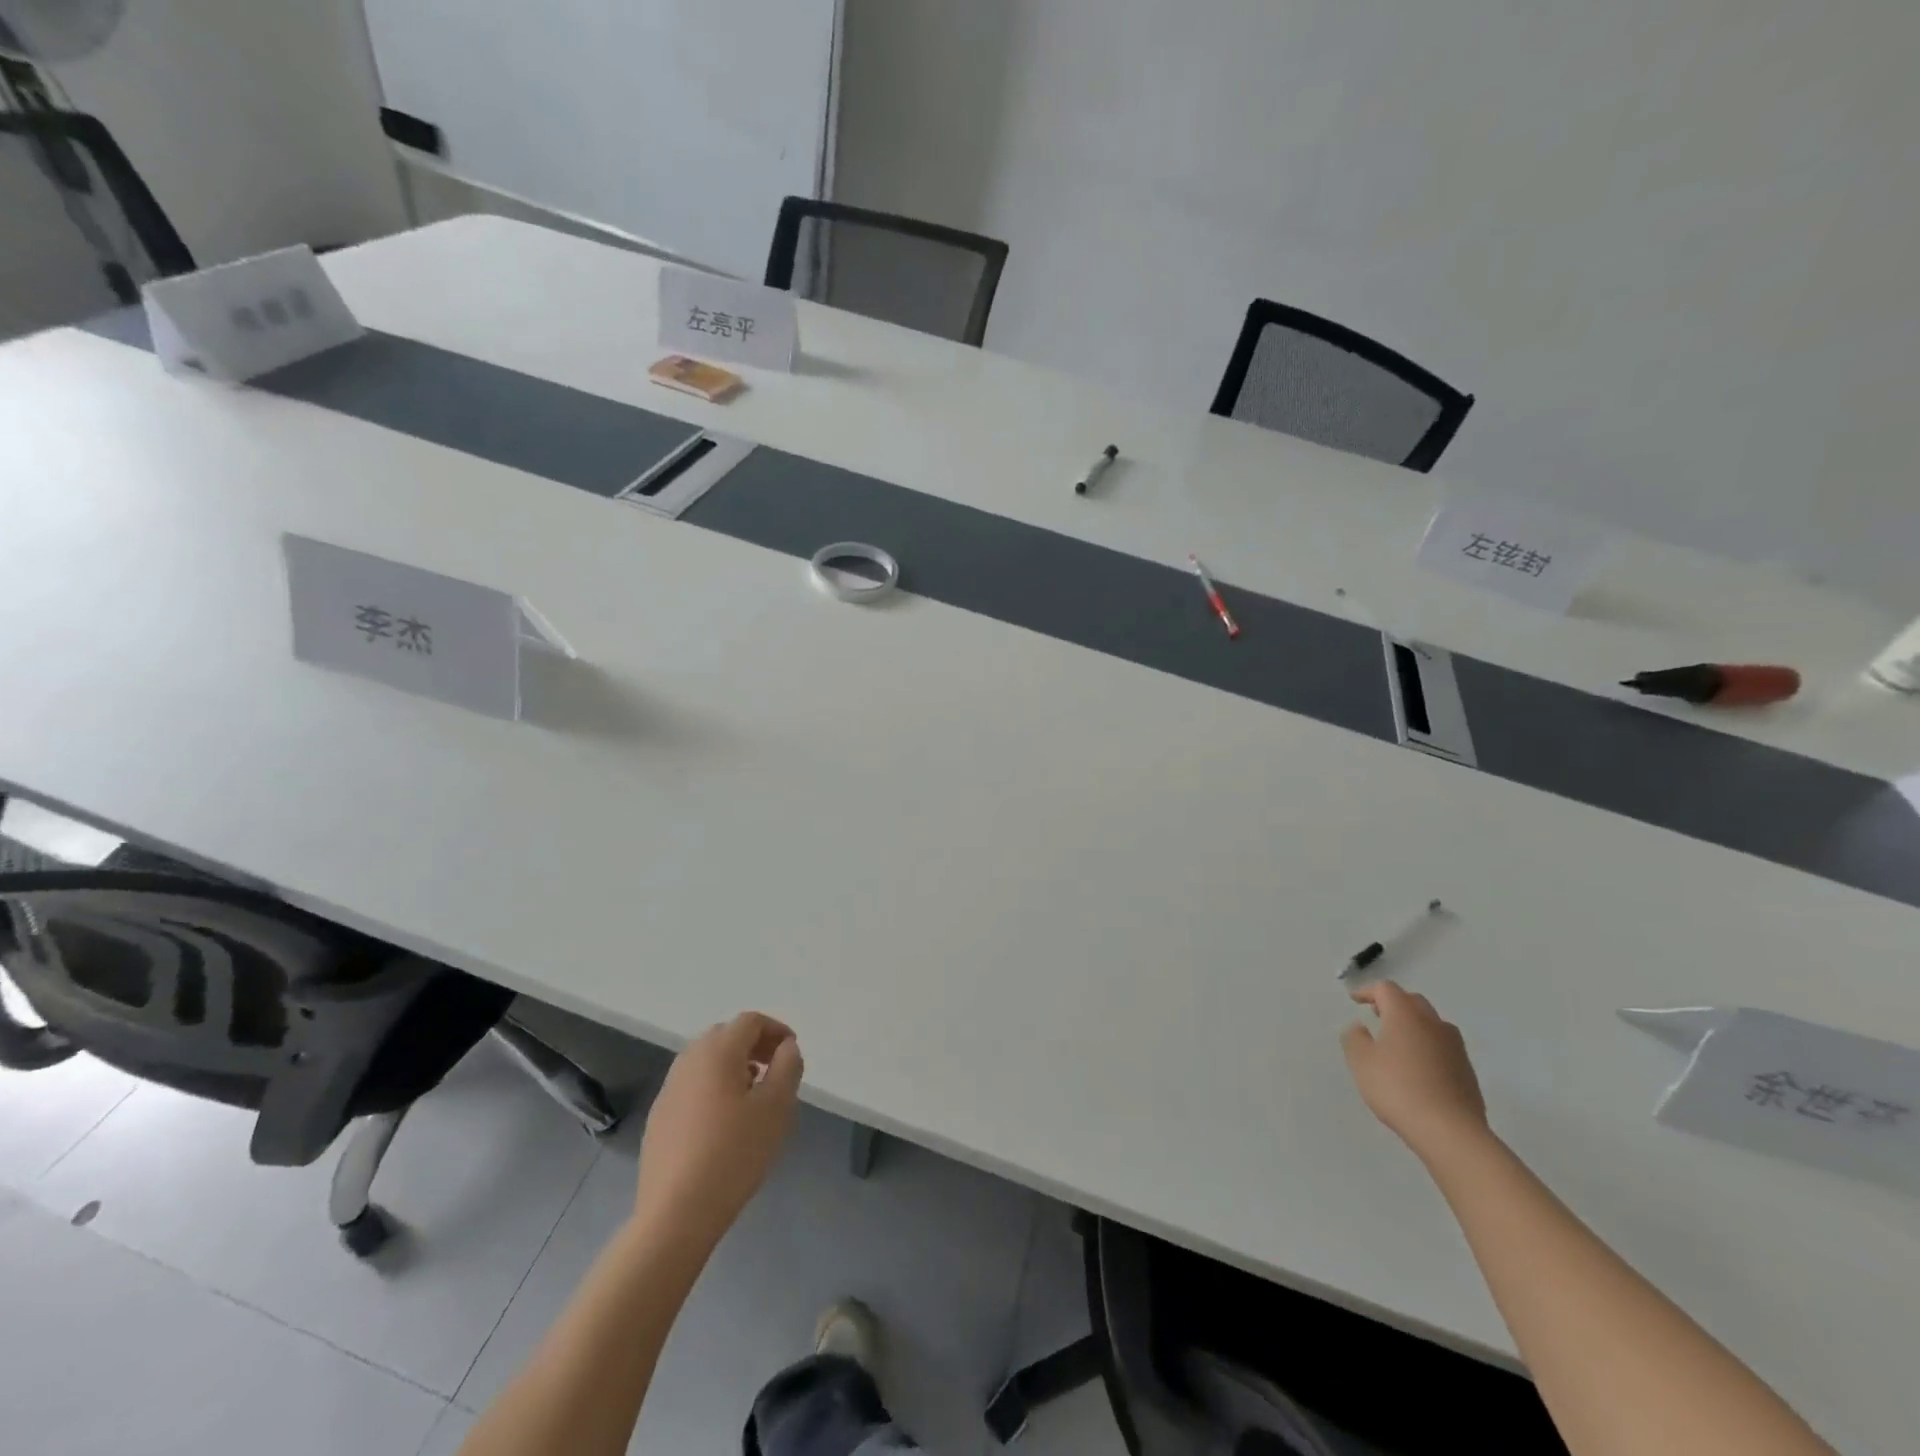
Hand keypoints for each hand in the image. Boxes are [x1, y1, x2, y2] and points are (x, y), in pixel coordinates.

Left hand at [634, 1012, 802, 1249]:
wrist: (675, 1213)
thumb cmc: (734, 1153)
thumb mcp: (776, 1107)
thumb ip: (787, 1067)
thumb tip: (786, 1047)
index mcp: (717, 1051)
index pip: (750, 1021)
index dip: (776, 1029)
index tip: (792, 1053)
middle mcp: (688, 1061)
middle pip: (725, 1036)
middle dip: (754, 1045)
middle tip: (775, 1070)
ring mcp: (669, 1090)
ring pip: (707, 1061)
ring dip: (734, 1066)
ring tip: (753, 1096)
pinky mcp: (660, 1117)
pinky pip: (693, 1086)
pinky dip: (714, 1087)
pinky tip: (725, 1123)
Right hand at [1341, 982, 1487, 1162]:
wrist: (1450, 1131)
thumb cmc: (1398, 1088)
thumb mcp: (1361, 1061)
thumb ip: (1355, 1038)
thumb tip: (1360, 1027)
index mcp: (1405, 1014)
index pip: (1386, 989)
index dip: (1368, 991)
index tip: (1355, 1001)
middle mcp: (1433, 1023)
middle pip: (1412, 1001)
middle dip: (1393, 1004)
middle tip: (1377, 1014)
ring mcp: (1454, 1046)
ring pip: (1432, 1023)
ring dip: (1413, 1024)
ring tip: (1398, 1040)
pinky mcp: (1467, 1070)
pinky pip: (1443, 1046)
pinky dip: (1427, 1046)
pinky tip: (1419, 1066)